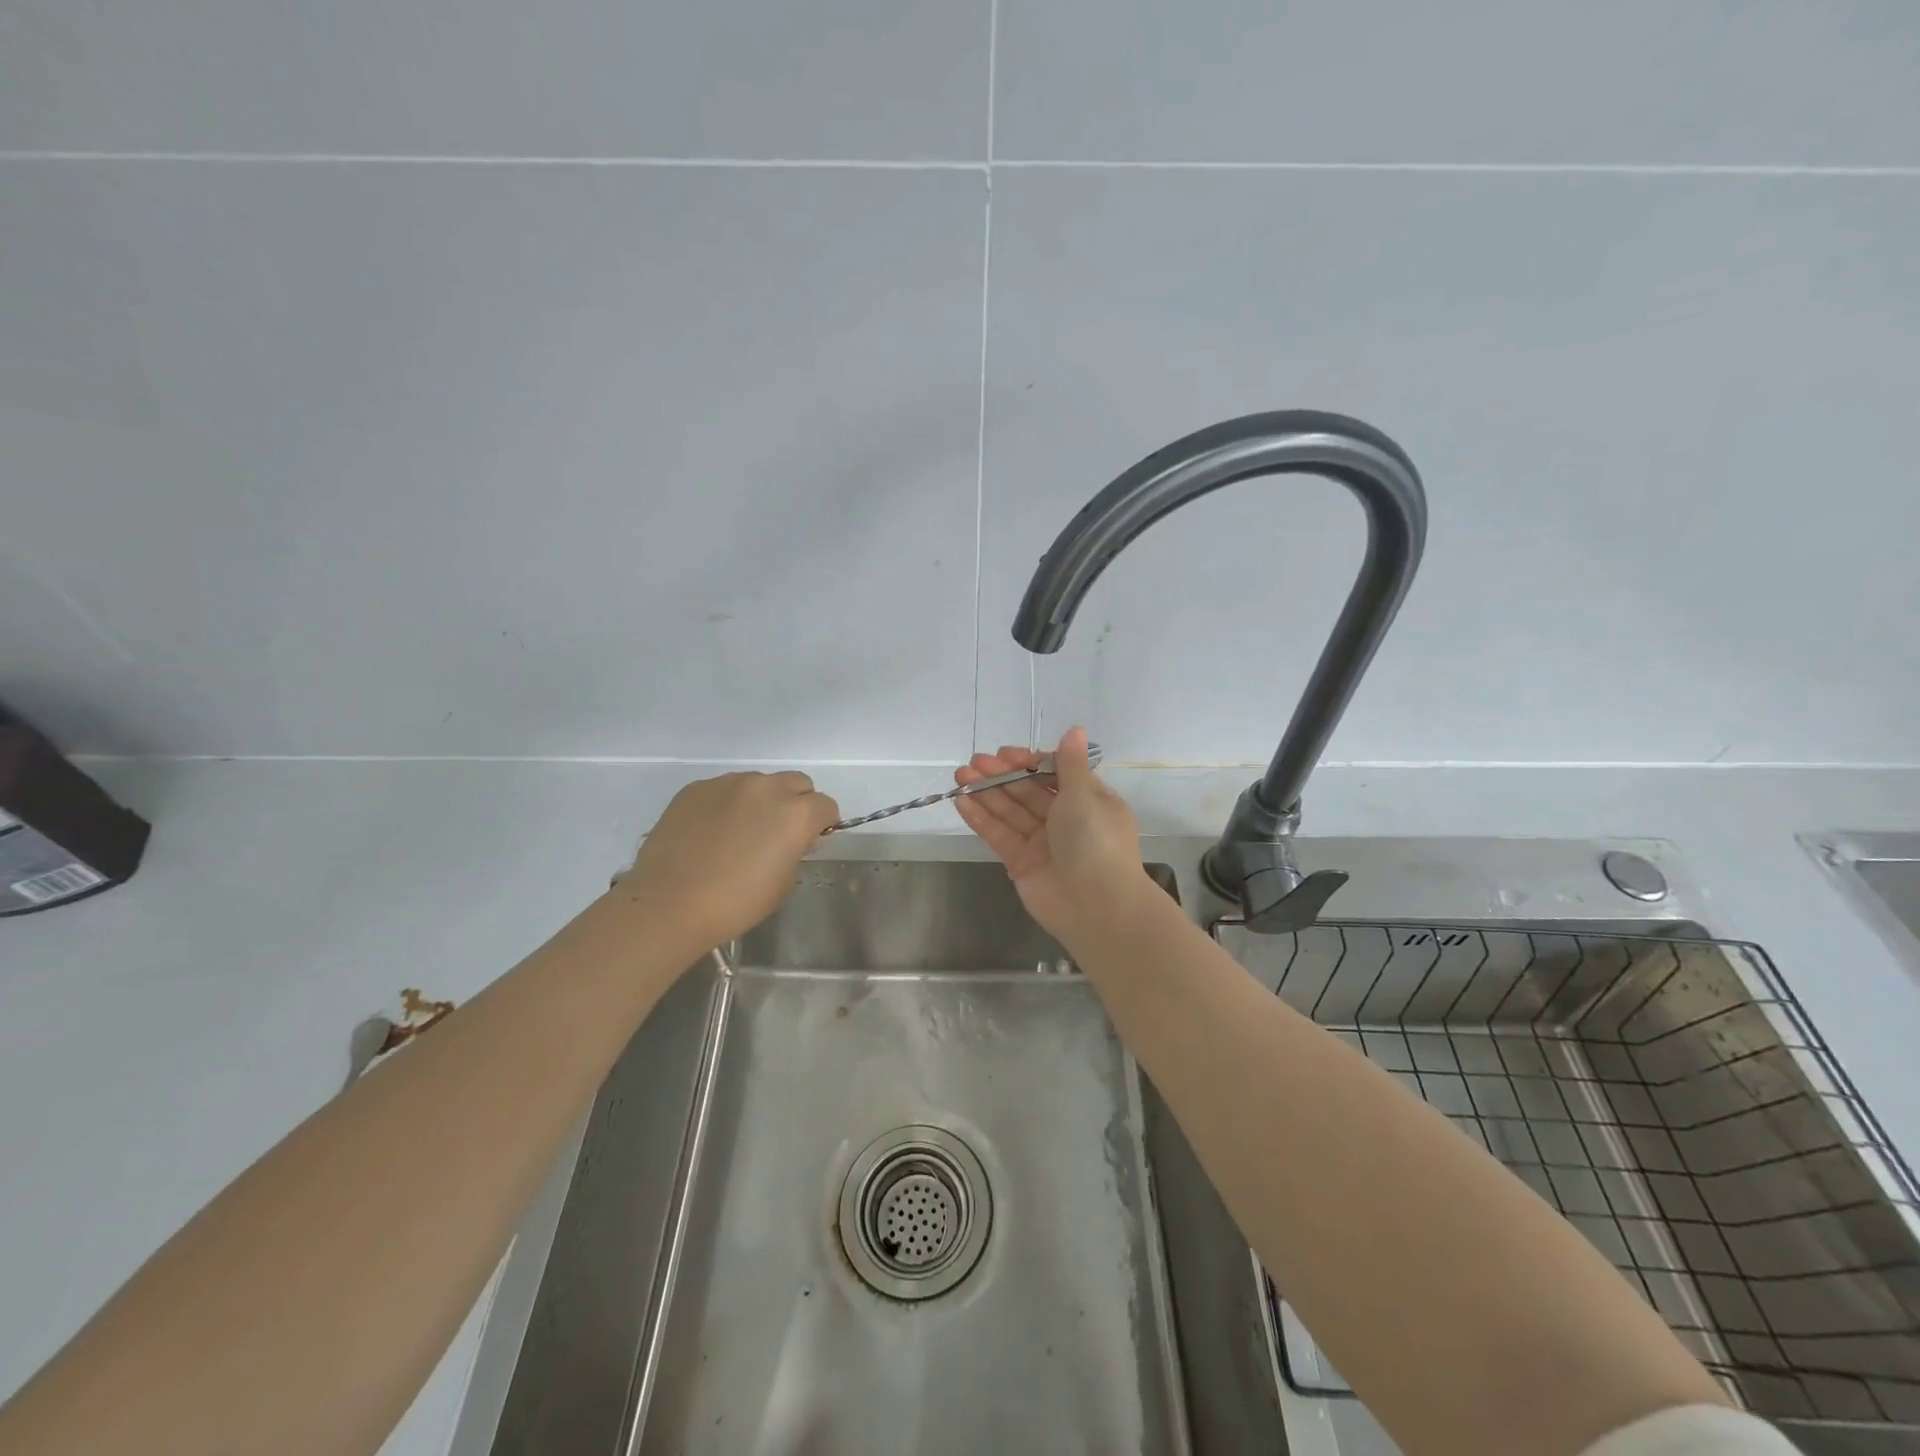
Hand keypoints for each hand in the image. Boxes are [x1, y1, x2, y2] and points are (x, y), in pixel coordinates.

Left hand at [613, 771, 839, 952]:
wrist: (669, 903)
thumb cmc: (735, 903)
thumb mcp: (783, 882)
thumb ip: (795, 849)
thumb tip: (794, 838)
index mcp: (796, 813)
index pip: (826, 805)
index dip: (822, 823)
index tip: (809, 840)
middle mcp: (766, 788)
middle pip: (797, 783)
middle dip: (797, 803)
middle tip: (779, 832)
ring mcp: (729, 783)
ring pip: (759, 782)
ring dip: (761, 801)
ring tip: (740, 832)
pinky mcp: (697, 788)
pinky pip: (724, 789)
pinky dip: (727, 804)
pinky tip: (711, 832)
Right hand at [954, 727, 1150, 943]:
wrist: (1096, 905)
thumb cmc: (1095, 840)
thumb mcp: (1084, 795)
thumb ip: (1069, 763)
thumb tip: (1074, 729)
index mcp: (1088, 800)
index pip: (1054, 773)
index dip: (1028, 762)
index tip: (1005, 754)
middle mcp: (1066, 819)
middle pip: (1028, 791)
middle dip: (1001, 775)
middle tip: (973, 762)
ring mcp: (1042, 842)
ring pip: (1011, 811)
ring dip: (986, 792)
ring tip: (960, 776)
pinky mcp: (1022, 863)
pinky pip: (999, 835)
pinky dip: (981, 818)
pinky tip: (961, 801)